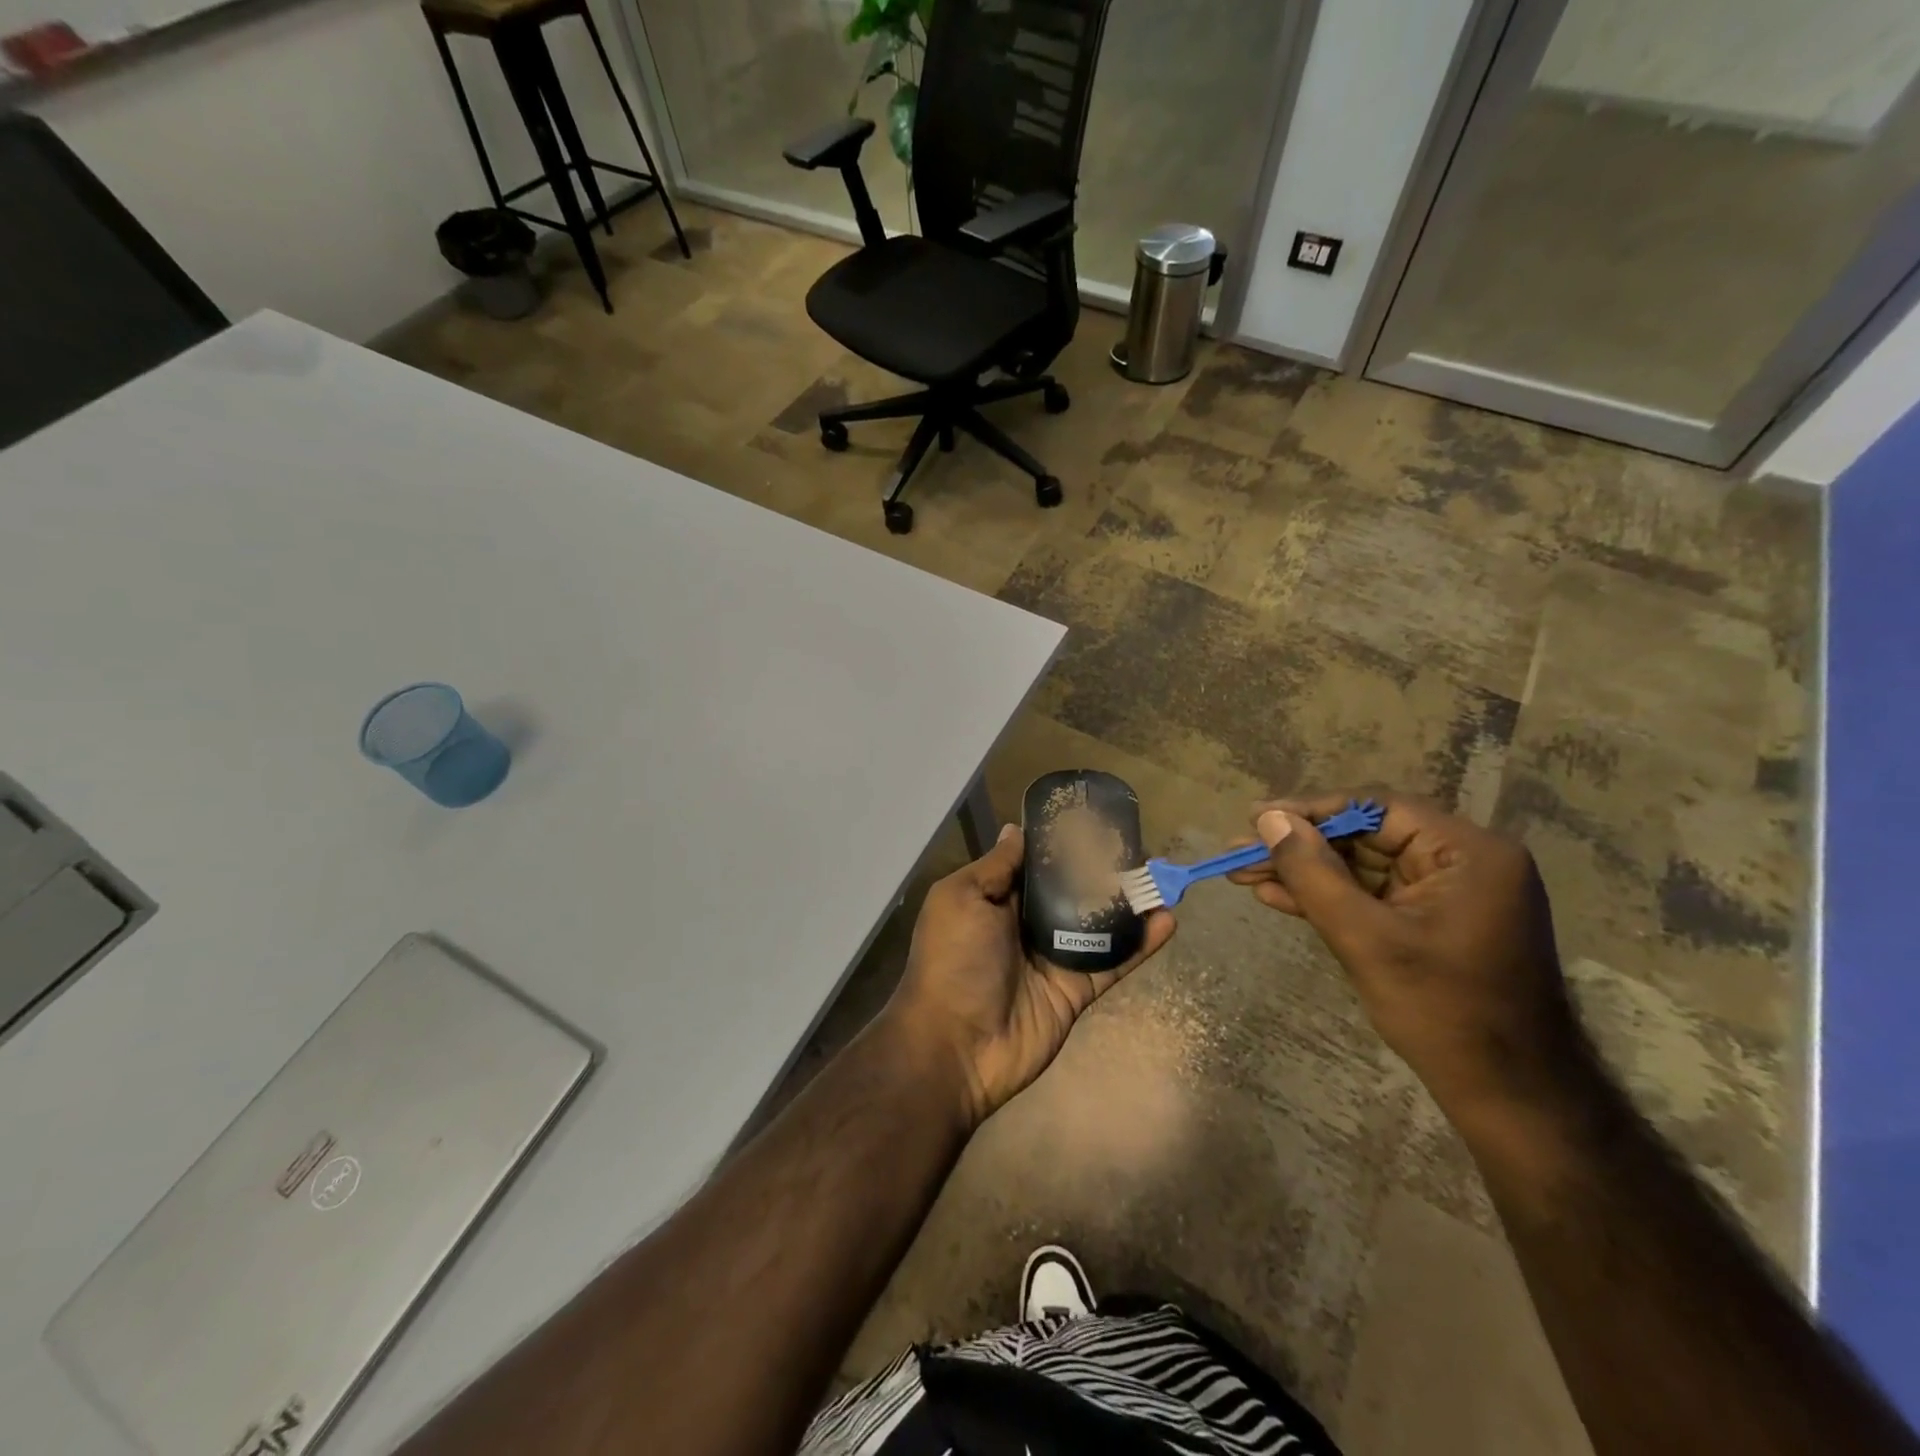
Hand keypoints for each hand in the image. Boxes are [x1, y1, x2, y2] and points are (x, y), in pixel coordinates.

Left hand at [885, 823, 1174, 1129]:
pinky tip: (1167, 919)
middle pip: (1071, 890)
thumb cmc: (953, 960)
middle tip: (1137, 846)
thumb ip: (996, 866)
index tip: (1093, 820)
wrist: (957, 1046)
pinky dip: (1141, 943)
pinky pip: (1113, 961)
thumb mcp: (961, 898)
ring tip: (1159, 876)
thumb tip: (1016, 829)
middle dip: (1100, 869)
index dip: (1060, 843)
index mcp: (996, 899)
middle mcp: (1026, 924)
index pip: (1034, 863)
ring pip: (1098, 923)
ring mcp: (1054, 958)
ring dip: (1127, 902)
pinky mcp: (1077, 989)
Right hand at [1229, 790, 1586, 1121]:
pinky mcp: (1432, 920)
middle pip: (1365, 836)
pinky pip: (1372, 894)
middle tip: (1240, 852)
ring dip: (1305, 873)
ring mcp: (1448, 892)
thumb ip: (1313, 873)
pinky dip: (1328, 897)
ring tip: (1244, 873)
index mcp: (1468, 852)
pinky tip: (1276, 896)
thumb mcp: (1365, 938)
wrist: (1508, 1095)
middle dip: (1300, 846)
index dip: (1310, 811)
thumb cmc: (1443, 1012)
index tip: (1255, 819)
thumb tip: (1267, 819)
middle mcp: (1464, 860)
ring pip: (1361, 866)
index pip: (1376, 810)